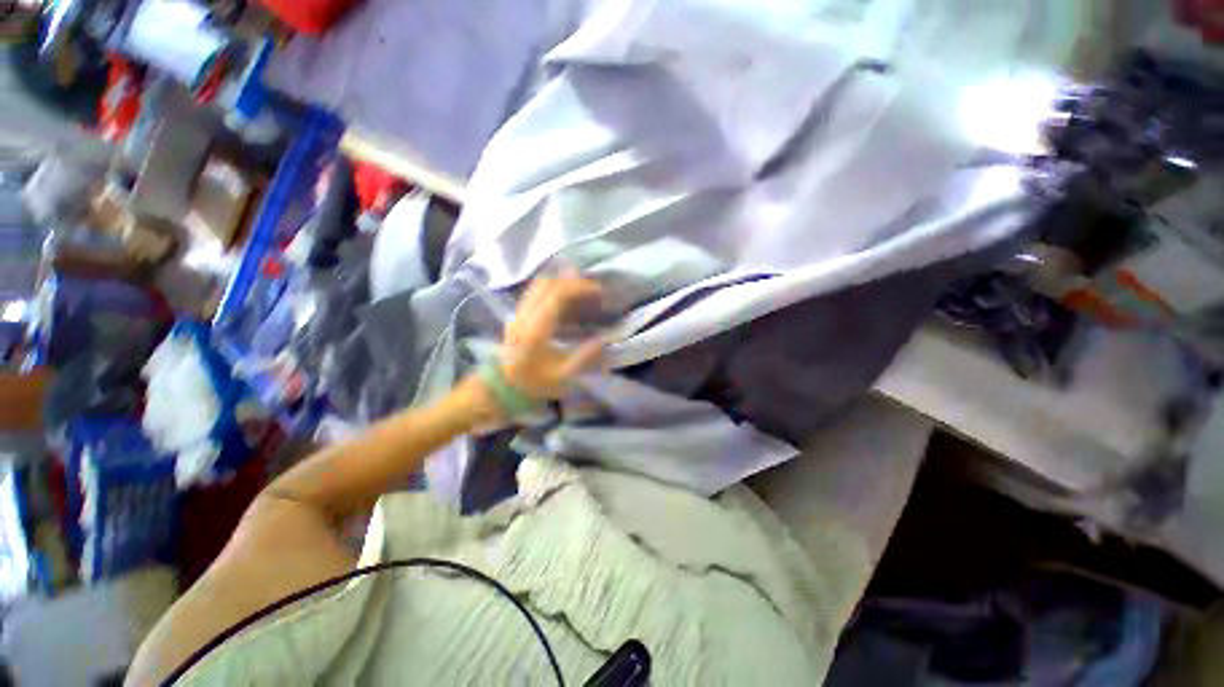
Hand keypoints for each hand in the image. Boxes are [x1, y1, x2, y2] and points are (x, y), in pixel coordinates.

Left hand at [500, 274, 605, 400]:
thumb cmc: (534, 383)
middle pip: (547, 284)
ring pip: (539, 285)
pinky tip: (566, 296)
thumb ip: (583, 358)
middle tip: (594, 288)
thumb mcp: (562, 377)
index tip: (599, 291)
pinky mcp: (518, 315)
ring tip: (582, 287)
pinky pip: (535, 292)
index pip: (557, 295)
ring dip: (562, 281)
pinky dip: (553, 287)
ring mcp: (519, 313)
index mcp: (536, 329)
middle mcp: (525, 315)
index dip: (579, 287)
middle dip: (573, 280)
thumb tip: (603, 340)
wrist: (502, 388)